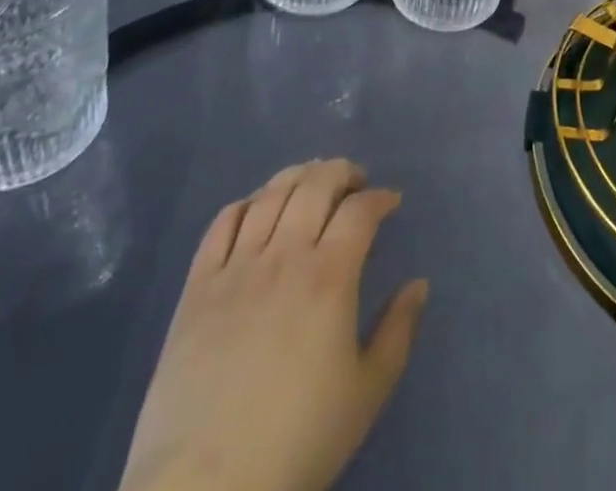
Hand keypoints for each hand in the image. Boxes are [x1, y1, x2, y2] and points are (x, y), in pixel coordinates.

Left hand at [119, 160, 427, 490]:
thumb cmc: (297, 443)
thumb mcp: (366, 394)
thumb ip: (398, 331)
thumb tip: (418, 283)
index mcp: (329, 276)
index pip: (361, 209)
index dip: (381, 197)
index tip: (390, 203)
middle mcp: (284, 256)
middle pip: (316, 184)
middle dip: (342, 172)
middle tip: (355, 182)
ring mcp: (236, 267)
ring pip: (271, 194)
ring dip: (297, 177)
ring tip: (311, 184)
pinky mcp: (197, 287)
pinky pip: (222, 223)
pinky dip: (246, 204)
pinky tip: (258, 210)